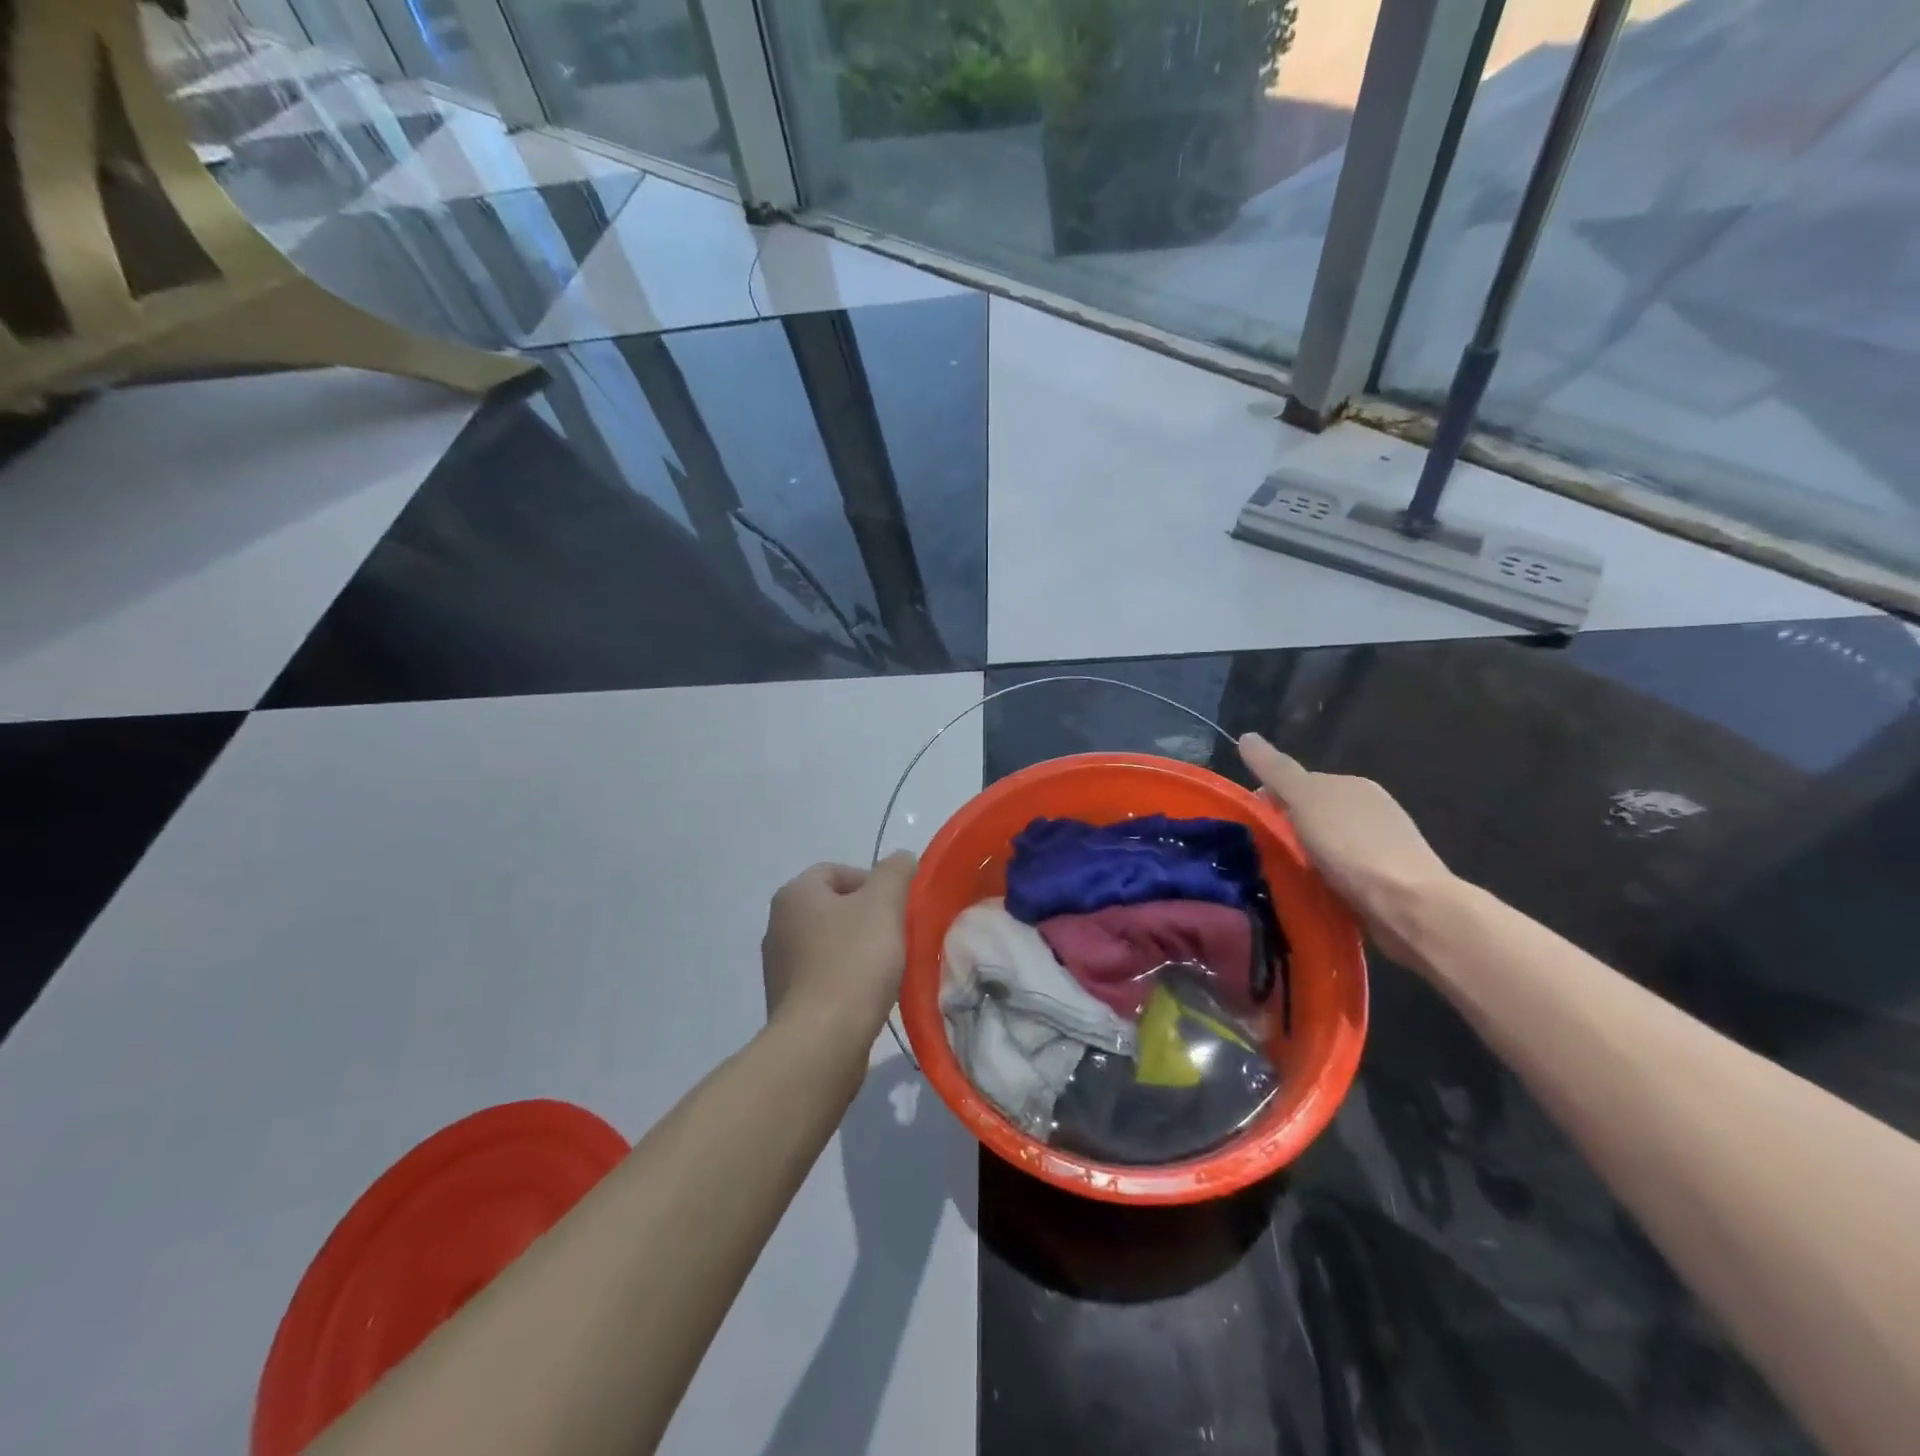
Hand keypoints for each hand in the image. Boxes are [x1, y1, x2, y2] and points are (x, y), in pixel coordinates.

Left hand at [761, 853, 916, 1036]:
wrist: (822, 1041)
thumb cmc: (853, 962)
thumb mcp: (884, 904)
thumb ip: (895, 872)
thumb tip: (902, 859)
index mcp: (795, 894)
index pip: (838, 871)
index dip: (873, 882)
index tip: (898, 907)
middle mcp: (778, 925)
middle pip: (835, 907)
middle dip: (869, 917)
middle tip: (898, 935)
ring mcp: (779, 966)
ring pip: (831, 943)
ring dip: (860, 950)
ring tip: (888, 968)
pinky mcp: (788, 1002)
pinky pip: (825, 977)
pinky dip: (848, 979)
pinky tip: (869, 995)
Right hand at [1238, 733, 1454, 965]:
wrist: (1408, 905)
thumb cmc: (1352, 846)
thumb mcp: (1305, 799)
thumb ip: (1276, 770)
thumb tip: (1246, 737)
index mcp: (1352, 784)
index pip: (1300, 783)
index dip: (1270, 798)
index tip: (1250, 823)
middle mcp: (1370, 809)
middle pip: (1314, 814)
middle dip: (1287, 828)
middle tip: (1263, 851)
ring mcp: (1382, 846)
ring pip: (1328, 844)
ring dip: (1306, 856)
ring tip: (1283, 875)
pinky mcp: (1388, 881)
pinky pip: (1343, 872)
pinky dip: (1325, 878)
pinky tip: (1313, 892)